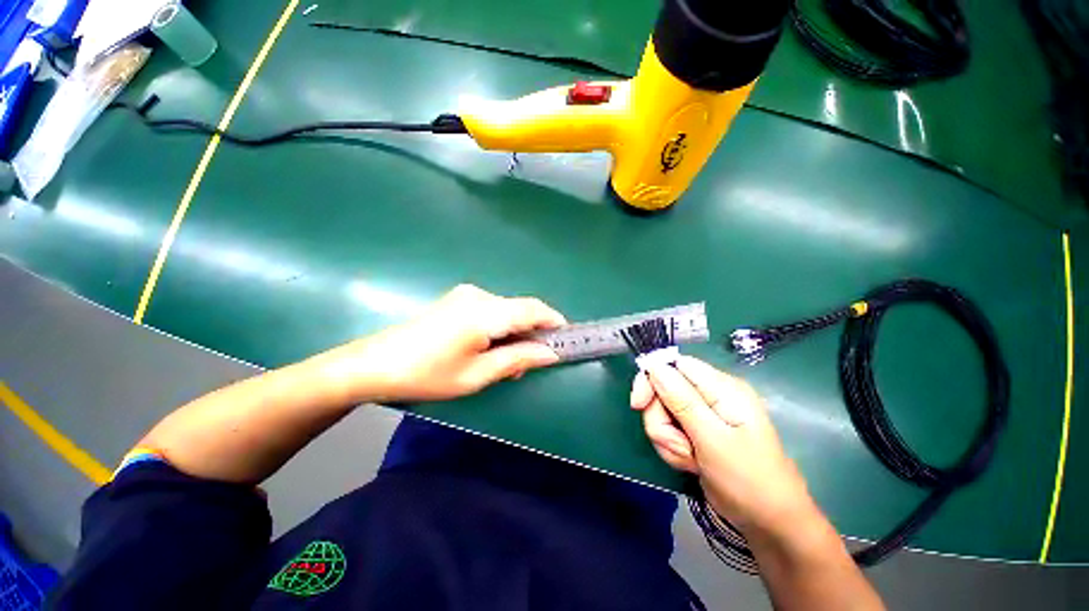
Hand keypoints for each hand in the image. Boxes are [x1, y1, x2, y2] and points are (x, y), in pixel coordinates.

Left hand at [320, 284, 565, 402]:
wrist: (373, 364)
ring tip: (507, 363)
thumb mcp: (477, 375)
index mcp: (486, 312)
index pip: (533, 309)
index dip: (554, 321)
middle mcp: (479, 296)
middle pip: (521, 309)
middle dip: (532, 333)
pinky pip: (491, 311)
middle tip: (530, 363)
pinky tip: (490, 349)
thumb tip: (550, 354)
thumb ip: (517, 360)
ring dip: (515, 333)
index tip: (565, 339)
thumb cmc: (427, 374)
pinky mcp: (457, 301)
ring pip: (507, 311)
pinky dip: (500, 328)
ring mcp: (466, 296)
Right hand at [630, 356, 813, 533]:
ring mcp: (703, 415)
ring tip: (690, 459)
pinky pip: (669, 430)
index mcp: (722, 388)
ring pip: (662, 413)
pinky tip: (691, 464)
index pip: (675, 365)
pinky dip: (673, 448)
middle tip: (678, 445)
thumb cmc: (748, 479)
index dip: (652, 379)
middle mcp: (710, 395)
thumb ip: (682, 401)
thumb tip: (655, 367)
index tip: (638, 404)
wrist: (767, 523)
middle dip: (661, 420)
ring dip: (668, 439)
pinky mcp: (696, 432)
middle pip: (663, 390)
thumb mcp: (713, 439)